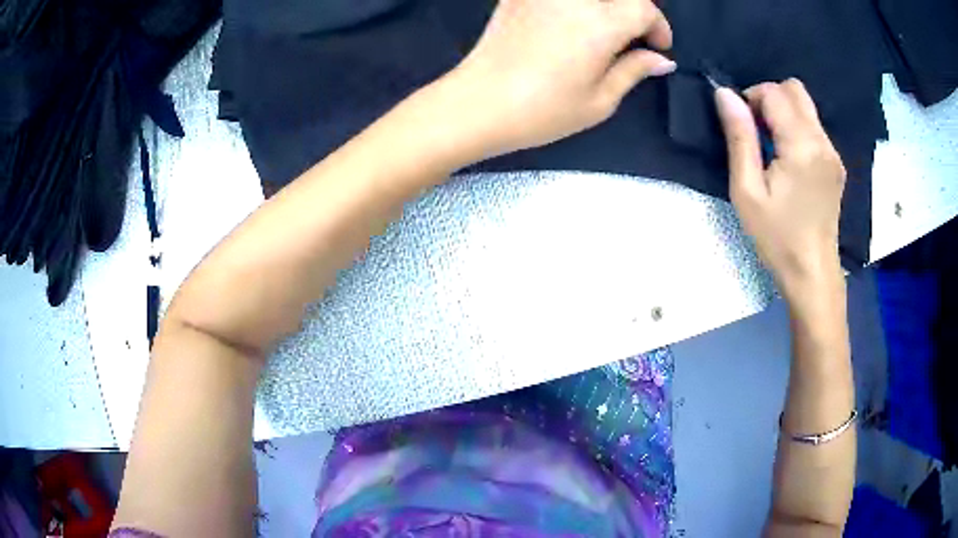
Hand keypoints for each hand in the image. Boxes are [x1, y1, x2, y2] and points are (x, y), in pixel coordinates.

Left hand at [446, 0, 674, 157]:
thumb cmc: (543, 110)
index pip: (644, 9)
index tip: (658, 46)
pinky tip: (573, 19)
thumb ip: (634, 71)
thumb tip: (661, 60)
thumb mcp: (599, 101)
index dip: (658, 27)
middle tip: (636, 33)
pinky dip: (576, 4)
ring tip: (607, 26)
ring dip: (607, 4)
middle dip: (636, 8)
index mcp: (600, 22)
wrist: (478, 103)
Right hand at [714, 79, 846, 300]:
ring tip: (772, 148)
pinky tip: (789, 160)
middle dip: (769, 98)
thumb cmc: (777, 237)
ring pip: (806, 106)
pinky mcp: (836, 164)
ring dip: (783, 113)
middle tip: (756, 130)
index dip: (751, 97)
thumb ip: (739, 137)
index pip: (775, 93)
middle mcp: (823, 141)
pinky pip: (814, 127)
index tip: (741, 126)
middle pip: (794, 90)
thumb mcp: (747, 191)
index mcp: (802, 146)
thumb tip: (725, 94)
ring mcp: (833, 153)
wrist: (812, 273)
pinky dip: (796, 128)